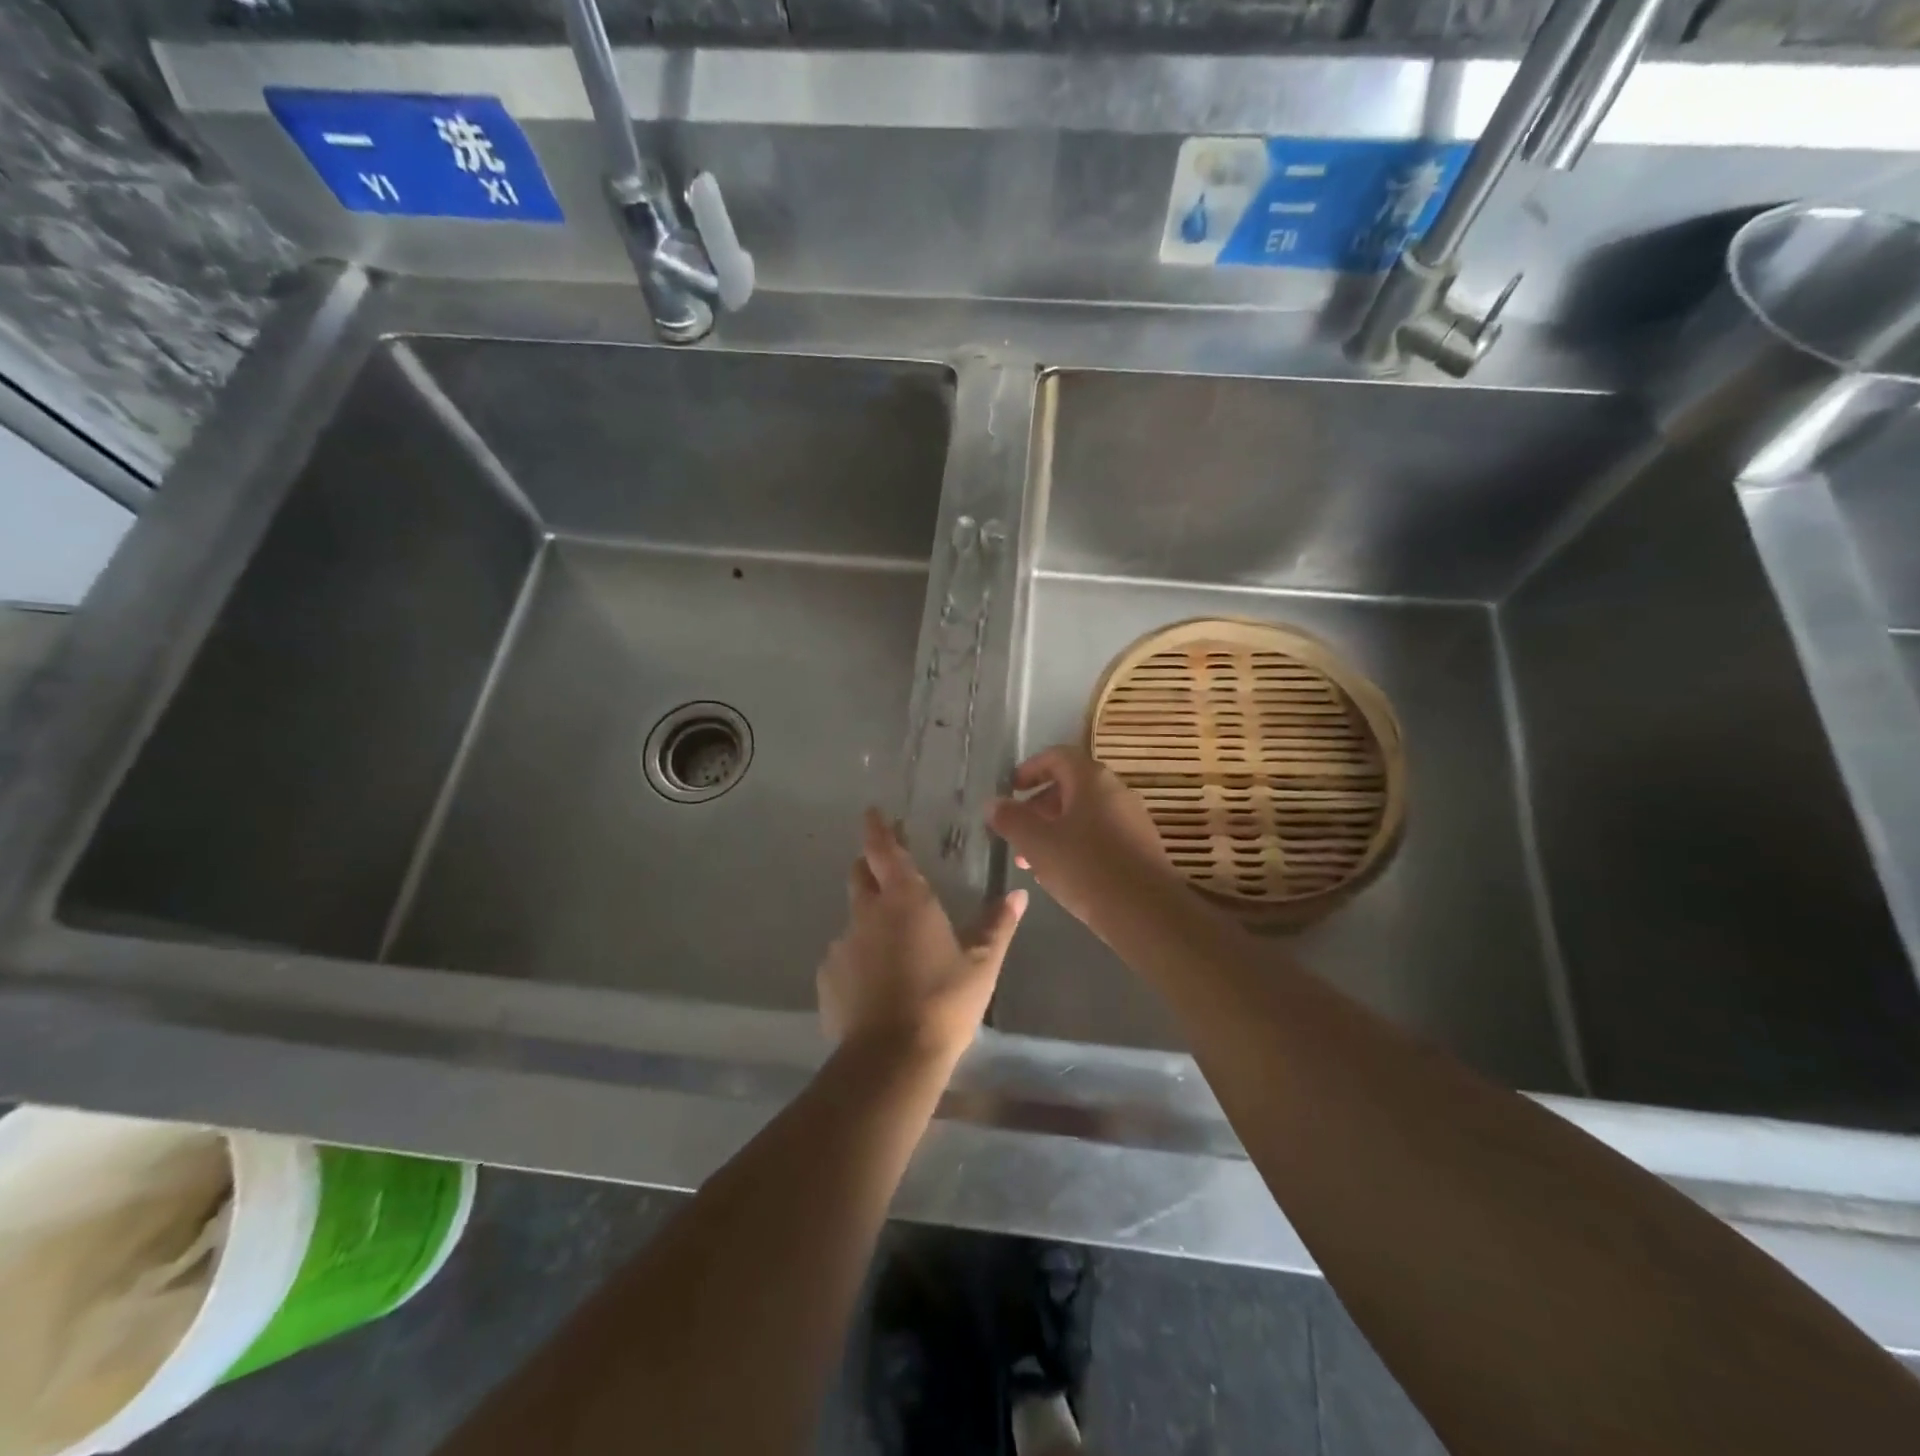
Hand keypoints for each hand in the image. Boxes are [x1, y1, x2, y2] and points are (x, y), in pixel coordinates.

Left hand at [817, 809, 1027, 1063]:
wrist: (891, 1058)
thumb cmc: (944, 1002)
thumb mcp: (981, 964)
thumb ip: (997, 926)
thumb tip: (1018, 895)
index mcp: (905, 899)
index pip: (883, 849)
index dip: (877, 828)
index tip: (873, 813)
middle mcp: (867, 913)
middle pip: (860, 875)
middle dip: (871, 866)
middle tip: (889, 872)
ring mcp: (842, 945)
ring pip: (853, 918)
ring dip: (869, 919)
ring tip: (892, 944)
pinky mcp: (827, 977)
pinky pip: (844, 956)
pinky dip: (858, 957)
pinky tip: (876, 982)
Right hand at [986, 746, 1172, 929]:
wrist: (1147, 912)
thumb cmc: (1086, 867)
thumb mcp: (1037, 843)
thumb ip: (1011, 819)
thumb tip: (993, 803)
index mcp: (1092, 779)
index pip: (1057, 756)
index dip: (1030, 768)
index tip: (1011, 789)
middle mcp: (1116, 791)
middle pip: (1071, 786)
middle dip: (1039, 807)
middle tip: (1016, 831)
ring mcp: (1132, 820)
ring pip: (1084, 815)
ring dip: (1055, 830)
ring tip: (1031, 860)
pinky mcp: (1140, 849)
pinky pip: (1101, 836)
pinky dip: (1076, 846)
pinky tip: (1063, 875)